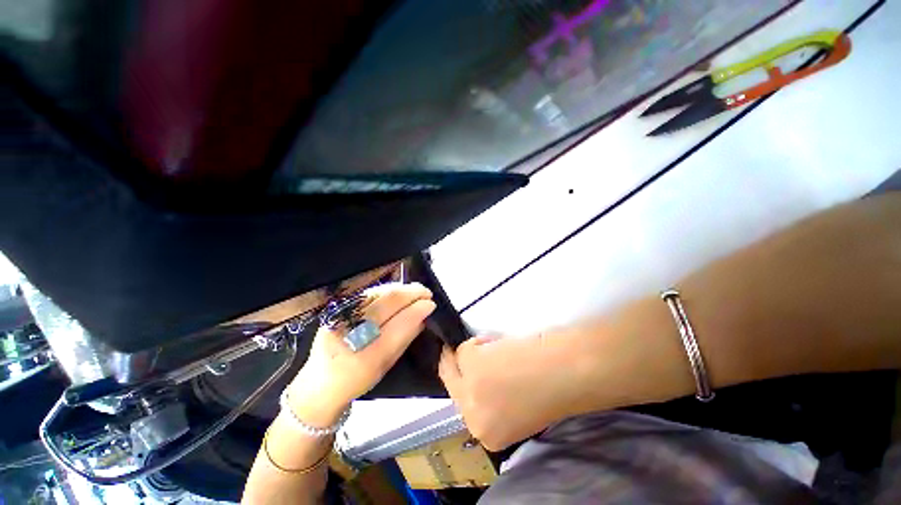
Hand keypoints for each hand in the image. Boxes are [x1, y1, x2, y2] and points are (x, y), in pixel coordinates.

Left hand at [288, 282, 435, 426]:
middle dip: (412, 293)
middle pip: (388, 302)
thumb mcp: (386, 366)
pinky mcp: (335, 311)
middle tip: (427, 292)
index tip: (431, 303)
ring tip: (415, 289)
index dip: (418, 310)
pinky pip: (367, 294)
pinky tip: (397, 290)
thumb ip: (405, 339)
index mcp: (367, 357)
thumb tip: (423, 317)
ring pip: (377, 293)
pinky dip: (386, 290)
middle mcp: (351, 334)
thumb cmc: (357, 381)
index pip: (399, 324)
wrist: (319, 384)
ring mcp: (340, 318)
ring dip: (401, 288)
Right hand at [438, 333, 584, 450]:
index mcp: (488, 436)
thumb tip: (481, 380)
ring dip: (470, 353)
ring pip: (455, 364)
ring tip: (493, 347)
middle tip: (467, 350)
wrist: (569, 374)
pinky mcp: (472, 365)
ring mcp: (470, 392)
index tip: (469, 370)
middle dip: (457, 365)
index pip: (463, 408)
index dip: (465, 384)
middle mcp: (473, 420)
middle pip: (452, 385)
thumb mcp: (515, 408)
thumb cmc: (550, 390)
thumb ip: (493, 402)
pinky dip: (478, 341)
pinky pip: (464, 349)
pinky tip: (496, 342)